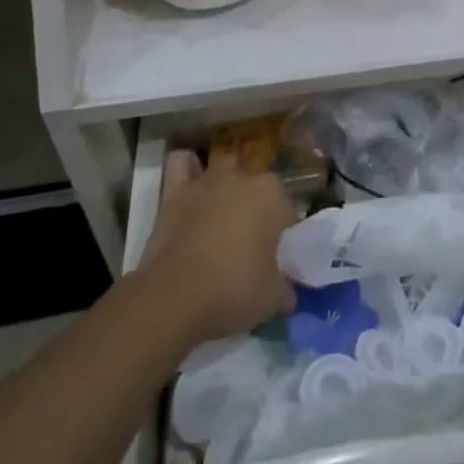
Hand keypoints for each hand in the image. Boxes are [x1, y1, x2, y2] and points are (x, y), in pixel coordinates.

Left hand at [139, 150, 295, 342]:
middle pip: (257, 184)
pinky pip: (182, 164)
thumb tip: (289, 294)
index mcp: (272, 196)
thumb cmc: (232, 291)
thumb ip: (284, 290)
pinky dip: (187, 168)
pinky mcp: (176, 191)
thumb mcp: (271, 299)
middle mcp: (243, 178)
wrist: (174, 297)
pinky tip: (190, 183)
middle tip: (249, 240)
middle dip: (256, 205)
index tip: (273, 254)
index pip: (286, 208)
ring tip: (222, 208)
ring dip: (226, 181)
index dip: (281, 231)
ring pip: (224, 165)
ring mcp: (208, 181)